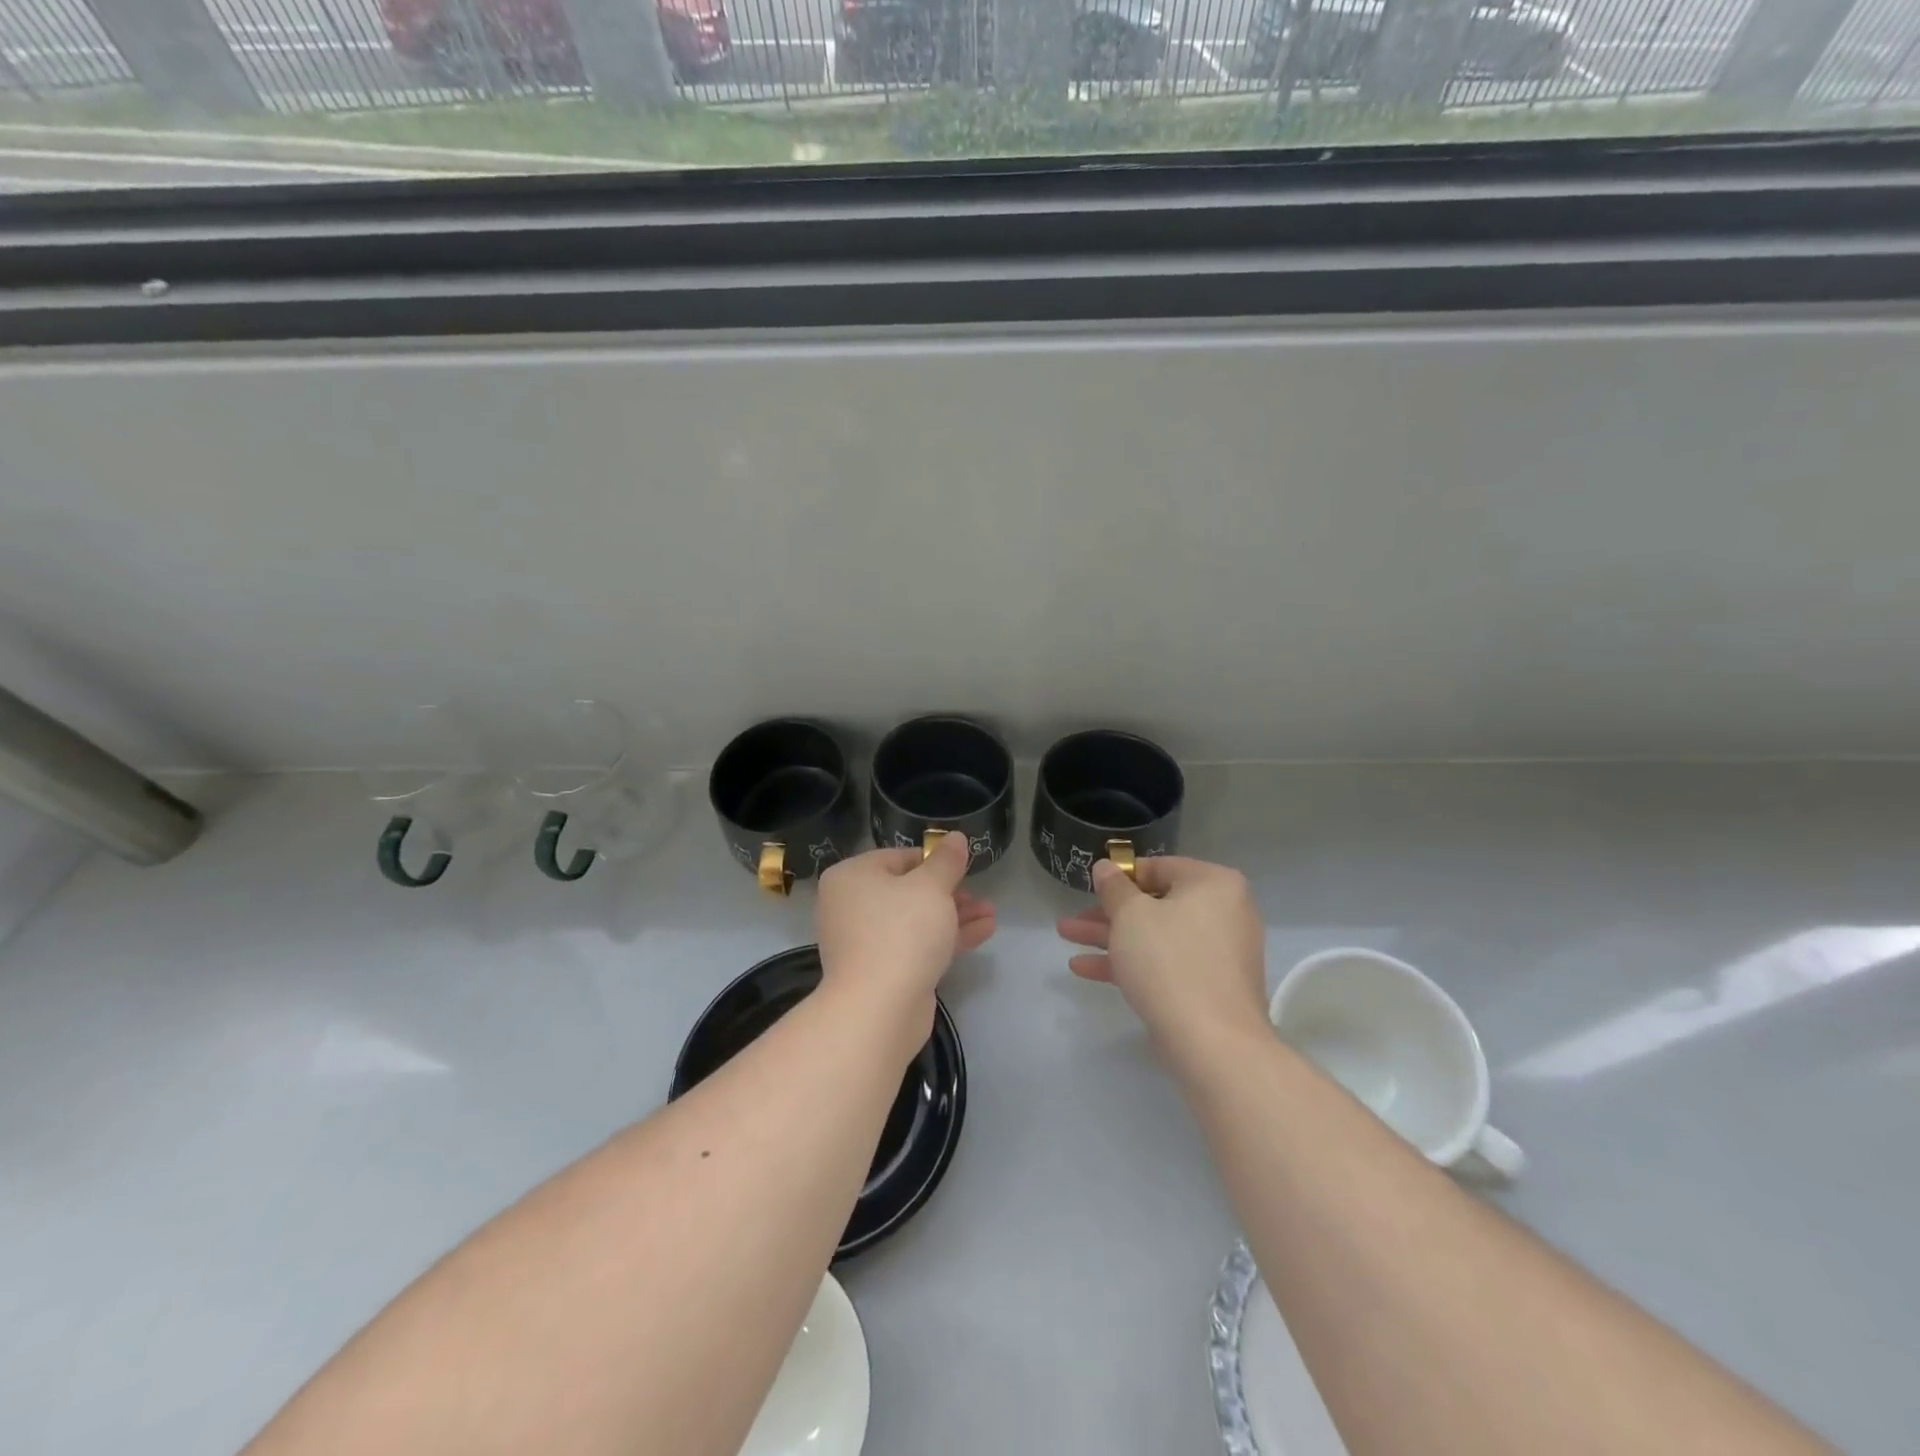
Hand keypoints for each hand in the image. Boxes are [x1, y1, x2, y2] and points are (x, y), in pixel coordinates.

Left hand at [816, 833, 995, 1047]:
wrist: (879, 1008)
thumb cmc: (901, 931)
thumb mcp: (931, 887)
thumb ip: (947, 861)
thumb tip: (955, 838)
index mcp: (852, 877)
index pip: (898, 857)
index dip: (934, 861)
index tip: (964, 867)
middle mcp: (851, 906)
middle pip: (908, 890)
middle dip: (950, 892)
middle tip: (980, 895)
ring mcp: (865, 942)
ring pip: (916, 920)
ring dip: (954, 915)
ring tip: (991, 914)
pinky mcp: (882, 971)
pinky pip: (916, 945)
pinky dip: (946, 938)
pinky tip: (983, 932)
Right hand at [1057, 856, 1267, 1050]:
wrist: (1212, 1043)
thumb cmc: (1169, 961)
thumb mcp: (1130, 915)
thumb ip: (1114, 887)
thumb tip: (1106, 867)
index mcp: (1214, 883)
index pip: (1159, 868)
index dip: (1120, 877)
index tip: (1091, 887)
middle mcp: (1224, 912)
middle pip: (1154, 905)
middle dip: (1107, 913)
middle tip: (1072, 918)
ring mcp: (1217, 952)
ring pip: (1154, 936)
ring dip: (1109, 937)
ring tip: (1065, 938)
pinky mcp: (1208, 986)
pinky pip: (1165, 963)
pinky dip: (1130, 963)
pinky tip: (1085, 968)